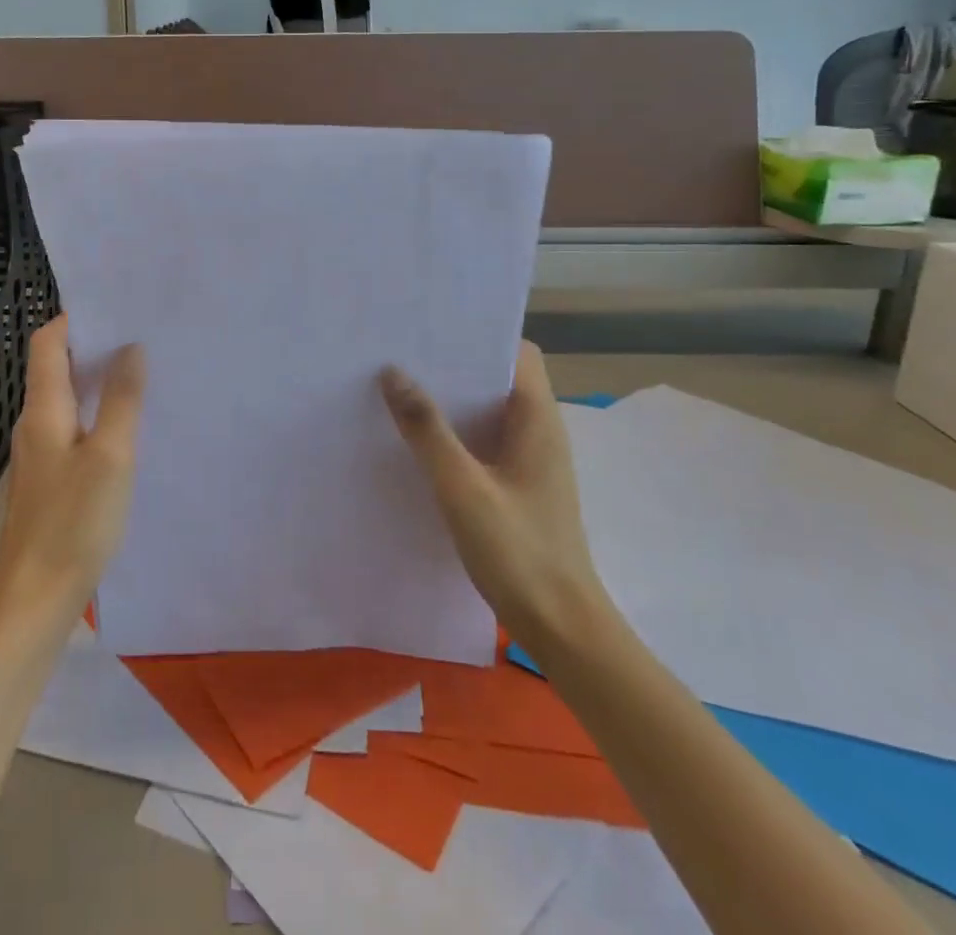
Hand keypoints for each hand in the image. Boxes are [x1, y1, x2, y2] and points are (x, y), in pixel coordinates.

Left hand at [0, 317, 145, 625]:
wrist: (34, 598)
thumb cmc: (74, 522)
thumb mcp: (111, 456)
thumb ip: (122, 400)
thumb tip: (131, 348)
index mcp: (43, 409)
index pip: (47, 342)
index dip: (75, 319)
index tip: (118, 308)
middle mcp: (35, 423)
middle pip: (57, 366)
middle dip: (95, 346)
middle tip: (144, 336)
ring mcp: (40, 452)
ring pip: (68, 398)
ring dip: (99, 380)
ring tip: (144, 372)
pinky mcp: (50, 477)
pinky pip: (74, 427)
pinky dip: (98, 413)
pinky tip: (128, 426)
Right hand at [380, 342, 615, 655]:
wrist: (562, 628)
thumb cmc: (518, 552)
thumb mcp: (462, 488)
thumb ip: (427, 430)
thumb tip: (392, 372)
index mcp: (537, 419)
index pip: (518, 352)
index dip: (481, 334)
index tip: (434, 328)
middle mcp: (539, 430)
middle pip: (499, 377)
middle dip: (456, 363)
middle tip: (403, 353)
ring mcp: (531, 459)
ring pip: (490, 409)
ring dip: (453, 399)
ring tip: (402, 388)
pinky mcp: (519, 484)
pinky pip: (485, 439)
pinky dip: (457, 431)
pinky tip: (420, 440)